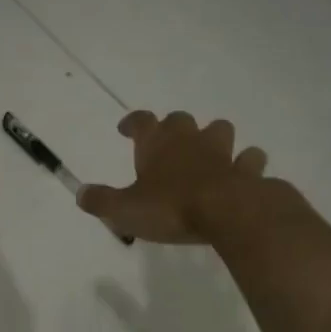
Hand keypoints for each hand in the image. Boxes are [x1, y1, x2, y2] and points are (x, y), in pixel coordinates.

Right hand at [79, 110, 268, 243]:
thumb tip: (80, 193)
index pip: (141, 122)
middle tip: (167, 141)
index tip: (126, 128)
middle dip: (173, 127)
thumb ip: (101, 201)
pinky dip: (246, 164)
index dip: (132, 122)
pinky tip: (242, 173)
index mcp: (156, 144)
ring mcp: (222, 152)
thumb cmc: (170, 208)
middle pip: (180, 120)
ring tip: (209, 152)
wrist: (227, 212)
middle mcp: (189, 140)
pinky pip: (249, 160)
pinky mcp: (246, 170)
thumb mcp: (125, 209)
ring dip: (213, 138)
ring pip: (219, 130)